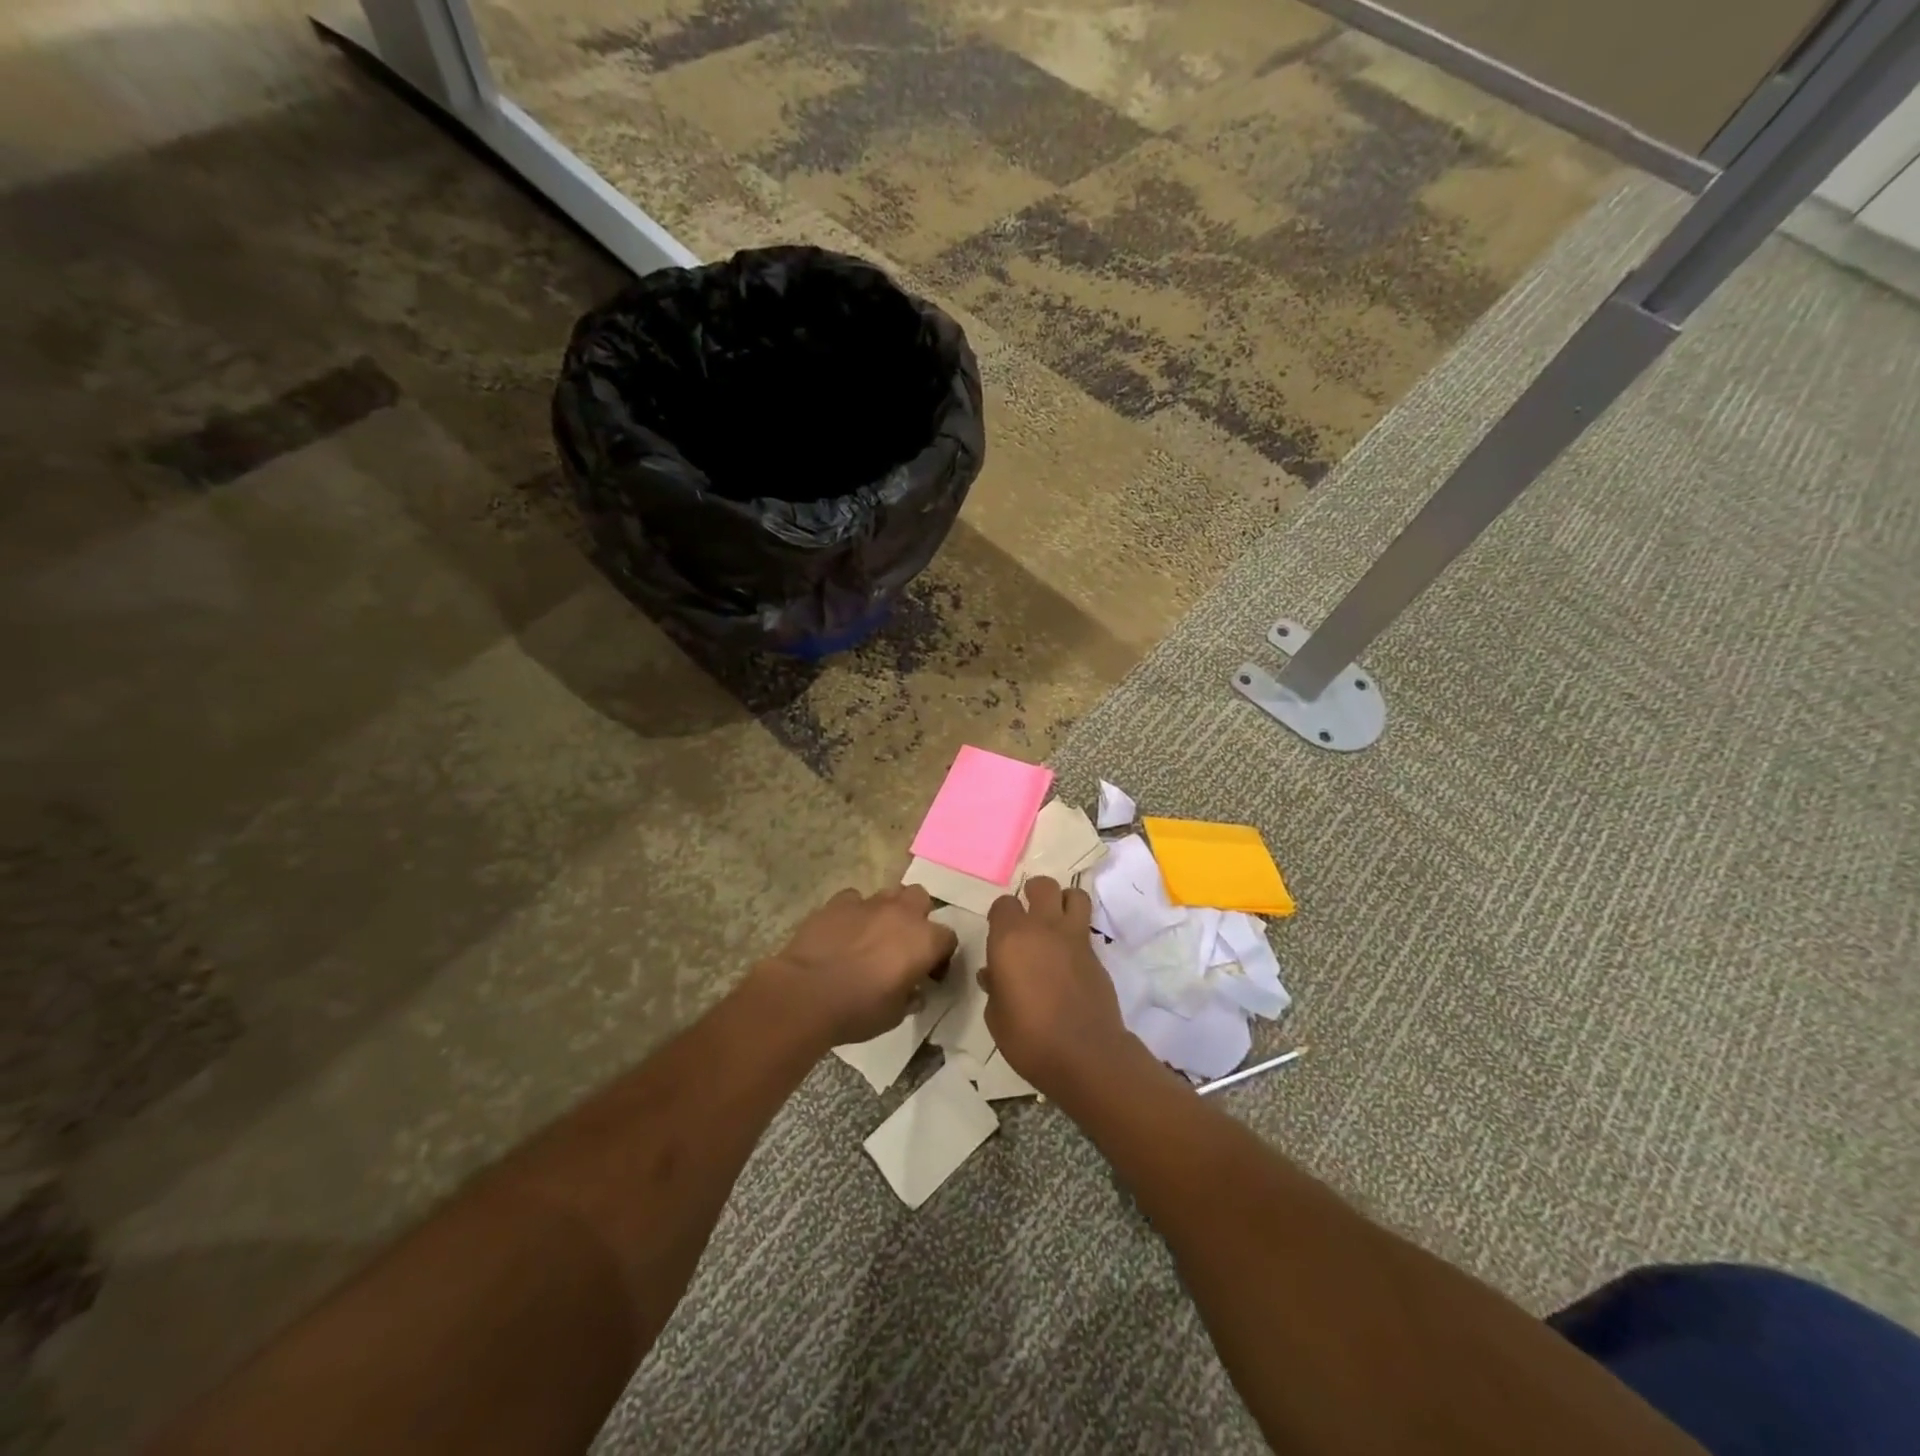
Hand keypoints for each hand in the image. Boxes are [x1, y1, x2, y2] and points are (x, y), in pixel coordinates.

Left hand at [762, 885, 958, 1047]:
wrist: (806, 994)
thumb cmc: (857, 1009)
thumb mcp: (895, 1015)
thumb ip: (910, 997)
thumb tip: (914, 993)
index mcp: (924, 941)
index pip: (948, 938)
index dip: (941, 957)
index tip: (929, 975)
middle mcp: (901, 914)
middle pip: (920, 899)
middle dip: (917, 916)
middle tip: (904, 943)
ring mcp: (869, 904)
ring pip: (889, 893)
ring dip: (888, 911)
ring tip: (874, 934)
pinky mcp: (838, 903)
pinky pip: (854, 899)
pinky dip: (854, 912)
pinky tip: (844, 931)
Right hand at [982, 877, 1130, 1096]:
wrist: (1085, 1054)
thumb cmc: (1029, 1037)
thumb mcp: (996, 1016)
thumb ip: (995, 986)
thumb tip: (994, 974)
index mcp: (1010, 938)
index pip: (1003, 904)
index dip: (1000, 915)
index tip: (998, 933)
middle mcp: (1043, 927)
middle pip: (1043, 886)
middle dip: (1034, 893)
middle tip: (1029, 914)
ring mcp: (1074, 938)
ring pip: (1074, 895)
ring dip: (1063, 901)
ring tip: (1055, 921)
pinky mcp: (1096, 953)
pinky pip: (1086, 927)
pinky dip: (1077, 931)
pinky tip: (1069, 954)